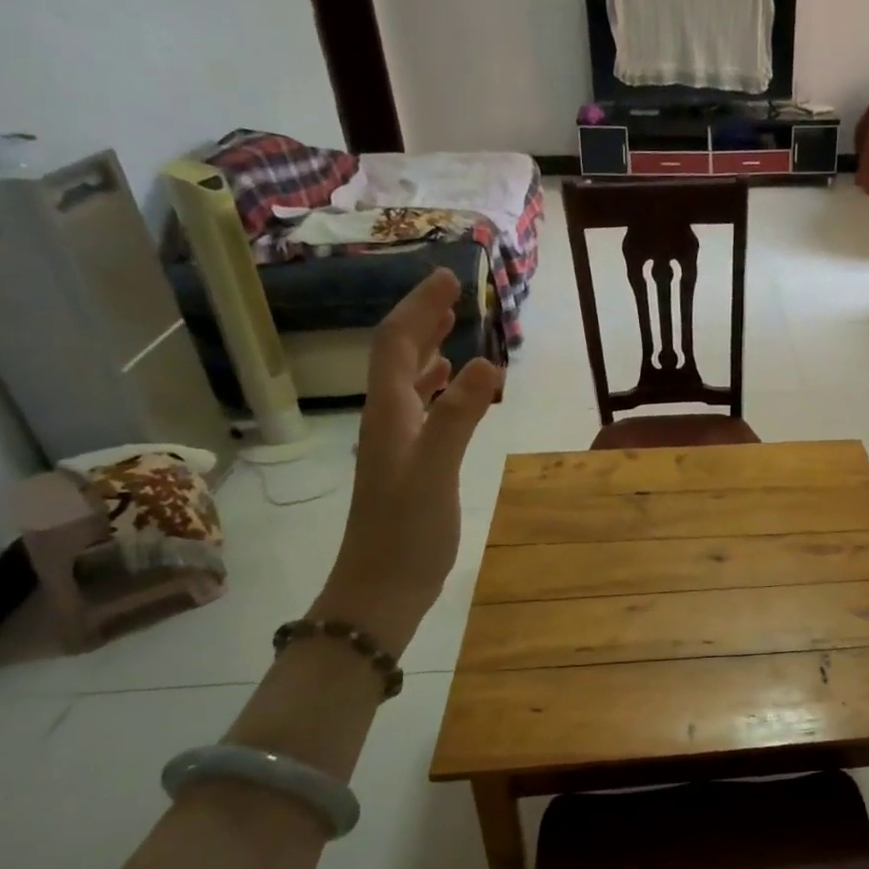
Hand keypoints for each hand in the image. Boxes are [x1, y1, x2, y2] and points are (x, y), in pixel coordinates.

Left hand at [311, 269, 503, 650]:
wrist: (380, 590)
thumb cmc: (406, 532)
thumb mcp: (435, 471)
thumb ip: (459, 416)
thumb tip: (488, 361)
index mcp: (390, 413)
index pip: (397, 345)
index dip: (419, 308)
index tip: (448, 277)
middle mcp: (388, 419)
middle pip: (399, 356)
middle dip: (422, 318)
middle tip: (453, 291)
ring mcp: (397, 443)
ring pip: (410, 381)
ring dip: (429, 348)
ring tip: (452, 326)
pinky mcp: (410, 464)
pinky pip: (422, 409)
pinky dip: (438, 386)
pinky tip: (452, 385)